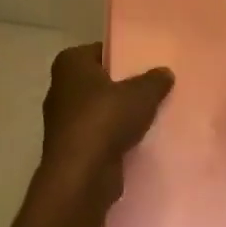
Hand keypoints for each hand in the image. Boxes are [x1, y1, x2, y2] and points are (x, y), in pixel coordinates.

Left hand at [39, 44, 174, 205]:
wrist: (82, 175)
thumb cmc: (106, 120)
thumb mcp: (141, 94)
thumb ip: (155, 80)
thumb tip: (164, 72)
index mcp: (70, 64)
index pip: (100, 51)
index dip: (123, 55)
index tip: (148, 64)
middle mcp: (61, 88)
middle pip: (100, 81)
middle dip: (124, 86)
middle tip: (155, 88)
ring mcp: (63, 120)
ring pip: (100, 110)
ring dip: (121, 115)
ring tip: (153, 115)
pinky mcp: (72, 148)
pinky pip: (100, 135)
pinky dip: (116, 137)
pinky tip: (140, 140)